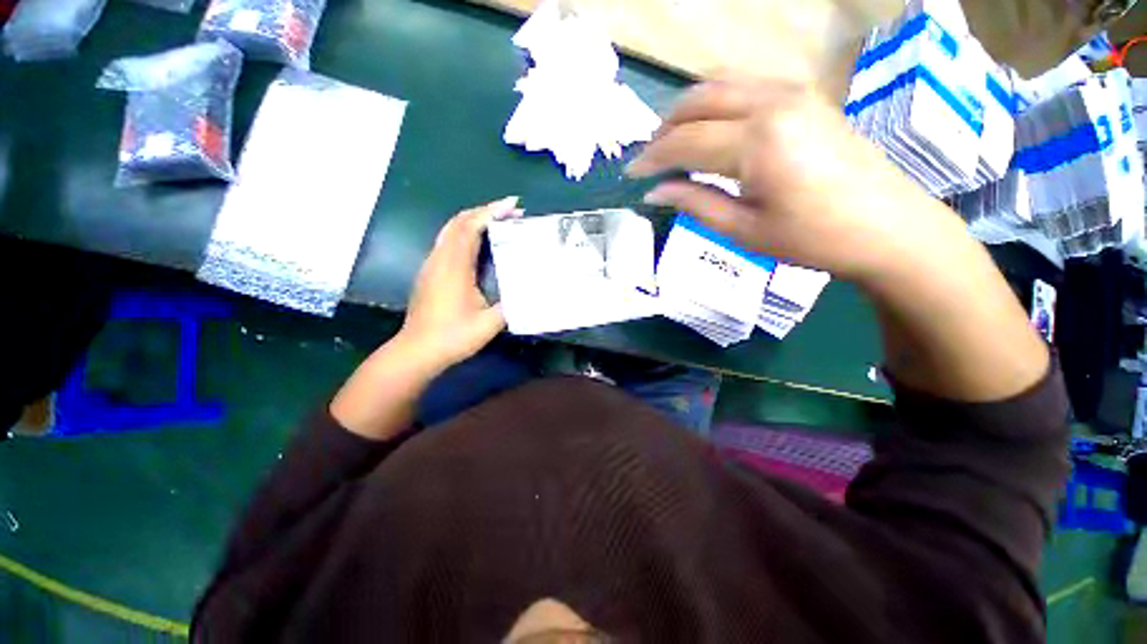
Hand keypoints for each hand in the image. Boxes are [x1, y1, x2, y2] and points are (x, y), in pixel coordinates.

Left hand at [395, 197, 519, 374]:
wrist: (417, 352)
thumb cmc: (453, 337)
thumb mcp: (489, 324)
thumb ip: (511, 305)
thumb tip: (530, 292)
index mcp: (454, 266)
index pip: (471, 227)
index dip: (492, 212)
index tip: (514, 205)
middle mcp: (440, 259)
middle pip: (459, 222)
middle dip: (485, 211)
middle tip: (510, 212)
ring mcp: (431, 265)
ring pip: (451, 230)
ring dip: (474, 221)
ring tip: (498, 223)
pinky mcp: (429, 273)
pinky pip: (448, 242)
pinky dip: (465, 234)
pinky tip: (480, 245)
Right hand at [626, 78, 969, 282]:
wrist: (888, 226)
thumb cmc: (813, 238)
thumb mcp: (744, 229)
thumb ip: (695, 202)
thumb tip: (656, 191)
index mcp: (757, 141)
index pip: (685, 141)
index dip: (652, 158)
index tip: (631, 174)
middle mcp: (773, 102)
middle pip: (699, 100)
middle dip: (665, 128)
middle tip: (649, 157)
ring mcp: (793, 92)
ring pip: (721, 84)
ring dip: (688, 110)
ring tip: (672, 142)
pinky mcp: (805, 95)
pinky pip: (746, 85)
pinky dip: (717, 102)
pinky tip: (710, 127)